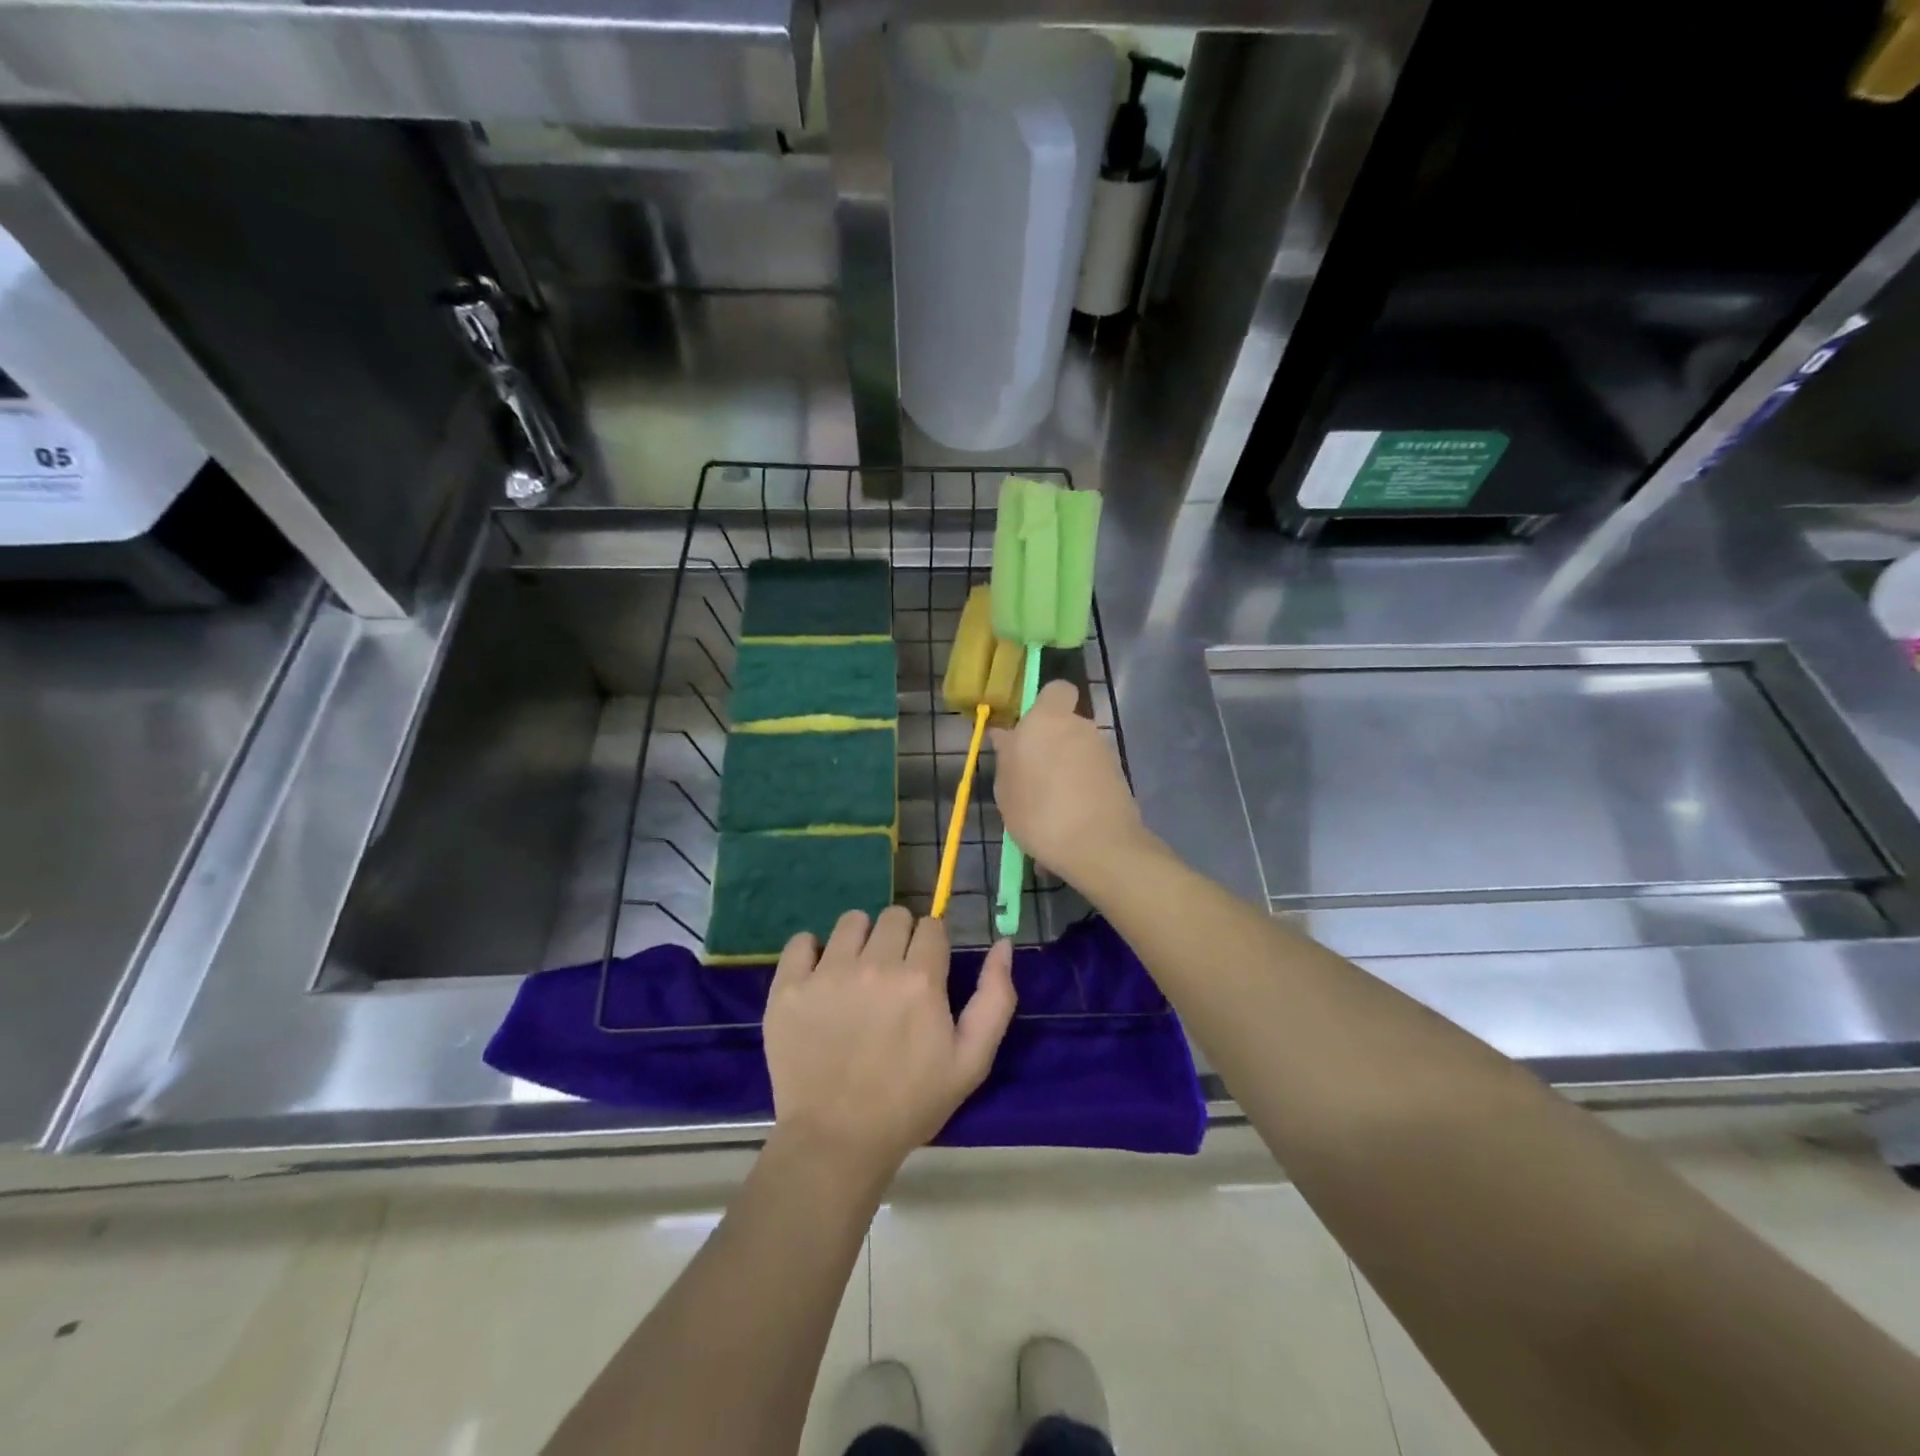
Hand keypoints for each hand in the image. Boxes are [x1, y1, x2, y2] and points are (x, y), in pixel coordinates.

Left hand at [763, 907, 1015, 1178]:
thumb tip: (1002, 944)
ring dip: (860, 940)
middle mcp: (874, 965)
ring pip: (851, 921)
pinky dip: (812, 952)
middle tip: (893, 976)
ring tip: (857, 974)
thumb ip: (995, 998)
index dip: (932, 946)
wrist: (837, 1142)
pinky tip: (819, 978)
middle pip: (893, 916)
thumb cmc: (911, 1103)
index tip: (926, 971)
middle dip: (900, 938)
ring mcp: (827, 974)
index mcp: (920, 979)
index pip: (931, 926)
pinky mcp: (788, 988)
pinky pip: (801, 941)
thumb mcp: (971, 1060)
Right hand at [992, 679, 1148, 886]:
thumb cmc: (1039, 811)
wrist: (1099, 845)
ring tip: (1049, 806)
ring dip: (1066, 768)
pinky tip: (1069, 818)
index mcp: (1047, 720)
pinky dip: (1081, 788)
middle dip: (1051, 744)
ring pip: (1078, 751)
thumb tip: (1006, 736)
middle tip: (1031, 776)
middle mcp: (1079, 727)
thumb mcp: (1006, 789)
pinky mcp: (1119, 776)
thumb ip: (1007, 757)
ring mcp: (1103, 751)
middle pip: (1065, 725)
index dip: (1045, 705)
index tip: (1028, 731)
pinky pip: (1091, 775)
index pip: (1056, 690)